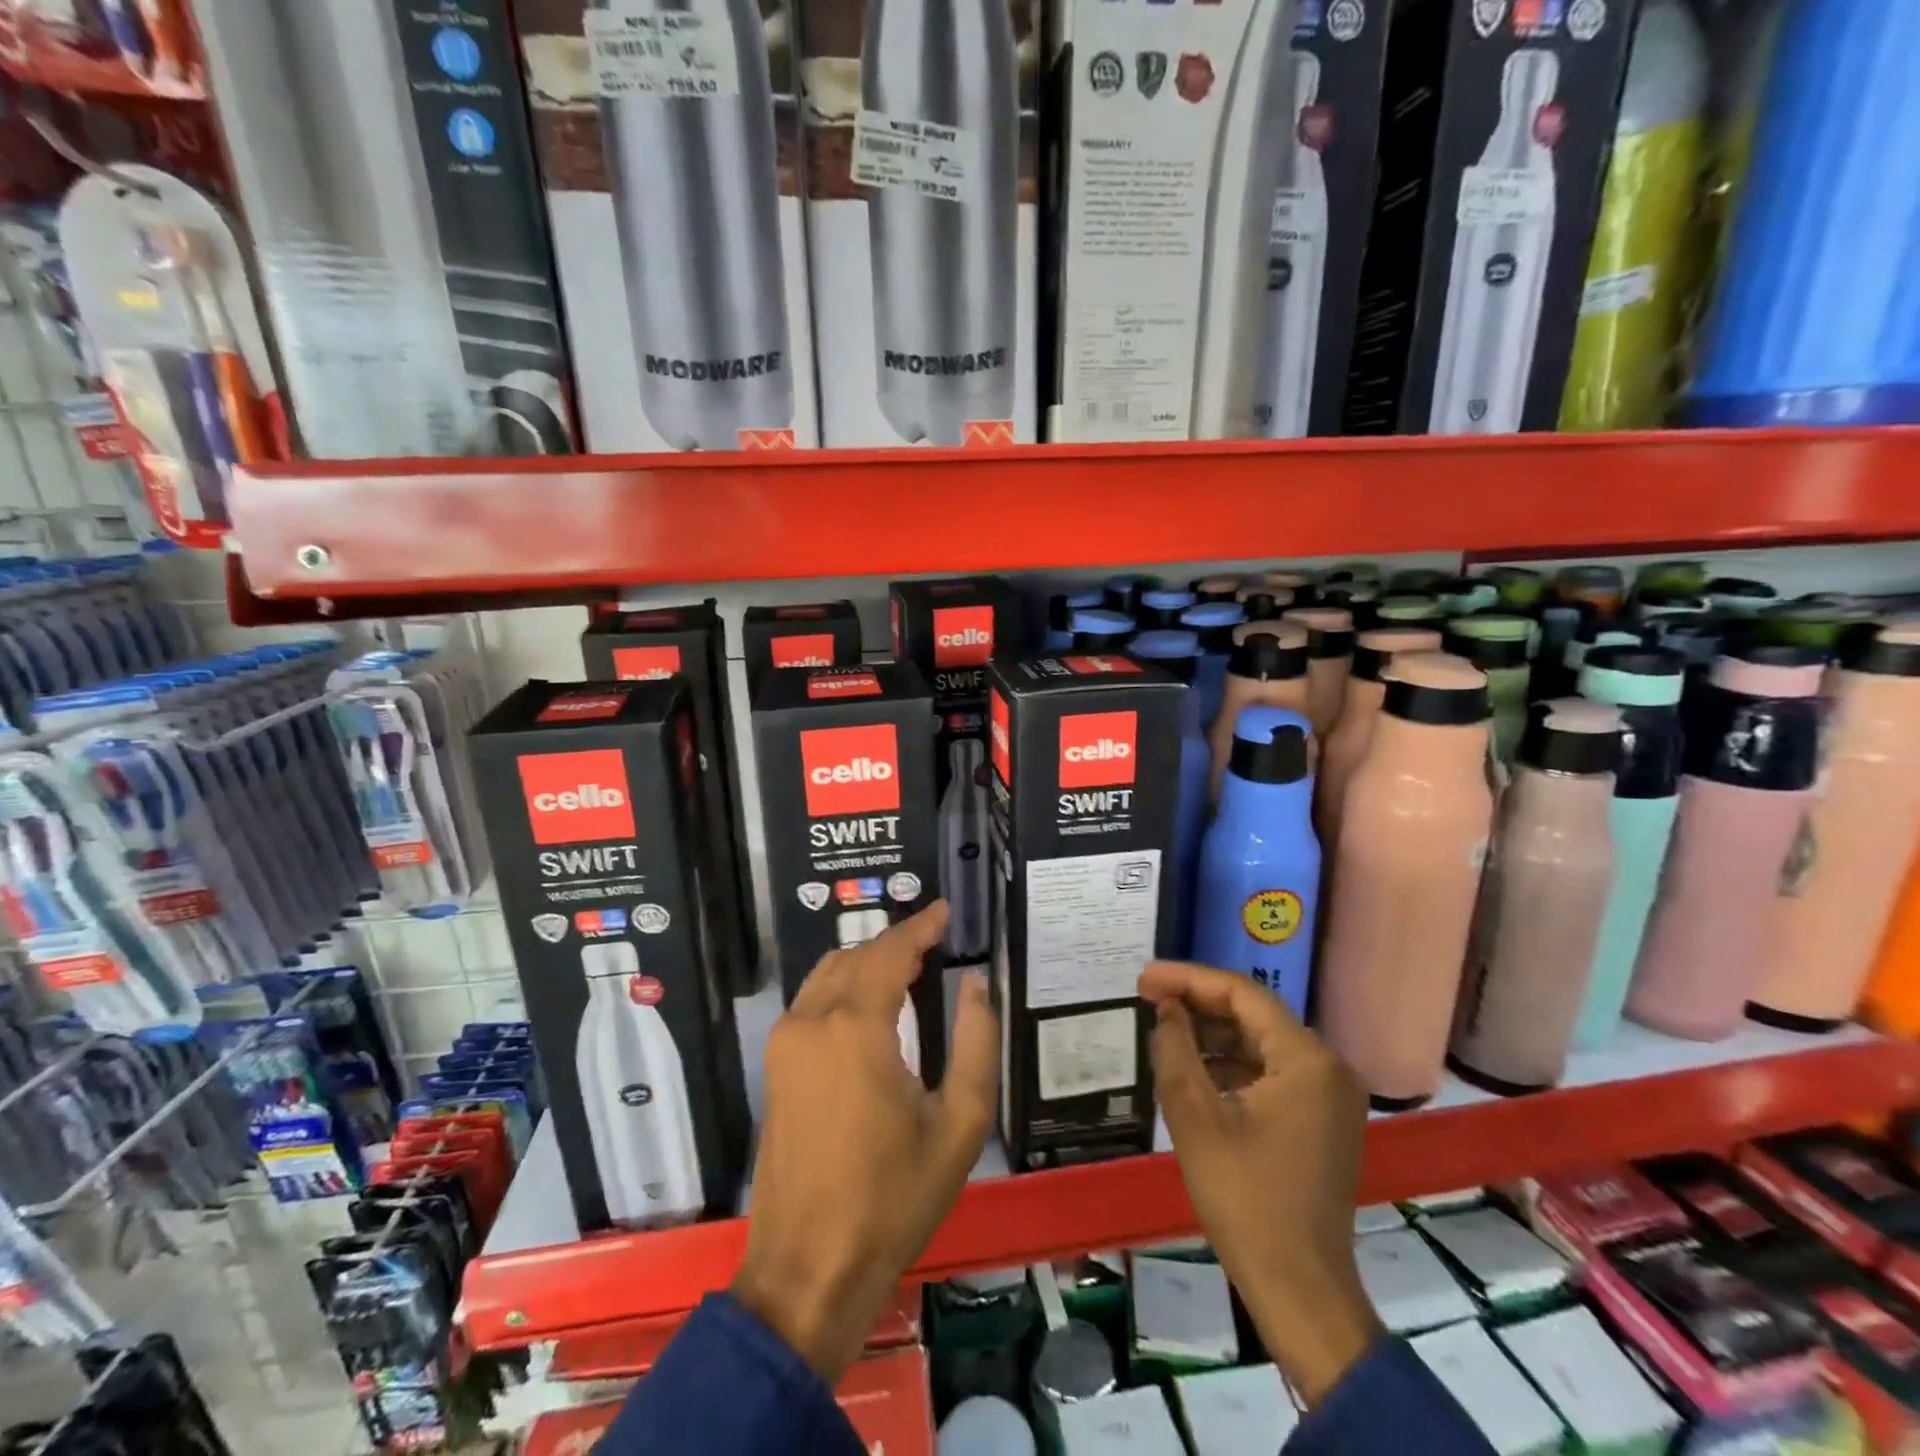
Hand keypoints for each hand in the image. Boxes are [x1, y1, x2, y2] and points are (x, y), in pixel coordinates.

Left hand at [731, 902, 997, 1382]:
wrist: (808, 1269)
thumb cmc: (892, 1198)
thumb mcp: (957, 1124)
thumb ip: (974, 1042)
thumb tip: (977, 983)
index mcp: (857, 1026)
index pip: (890, 951)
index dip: (920, 925)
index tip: (945, 910)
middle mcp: (813, 1019)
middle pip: (857, 955)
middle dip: (896, 941)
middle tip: (934, 939)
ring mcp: (786, 1041)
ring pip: (829, 972)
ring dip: (867, 958)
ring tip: (907, 962)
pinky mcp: (775, 1065)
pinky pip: (812, 1000)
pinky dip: (843, 983)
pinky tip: (869, 999)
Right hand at [1141, 961, 1382, 1406]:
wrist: (1298, 1288)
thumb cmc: (1244, 1197)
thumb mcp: (1194, 1115)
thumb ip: (1175, 1048)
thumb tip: (1166, 1008)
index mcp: (1306, 1059)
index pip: (1242, 994)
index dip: (1188, 979)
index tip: (1143, 978)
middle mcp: (1328, 1066)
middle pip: (1254, 1014)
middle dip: (1198, 1003)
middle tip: (1148, 997)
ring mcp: (1330, 1095)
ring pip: (1261, 1042)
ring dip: (1213, 1034)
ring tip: (1164, 1029)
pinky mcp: (1322, 1120)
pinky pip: (1272, 1072)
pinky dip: (1232, 1064)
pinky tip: (1194, 1068)